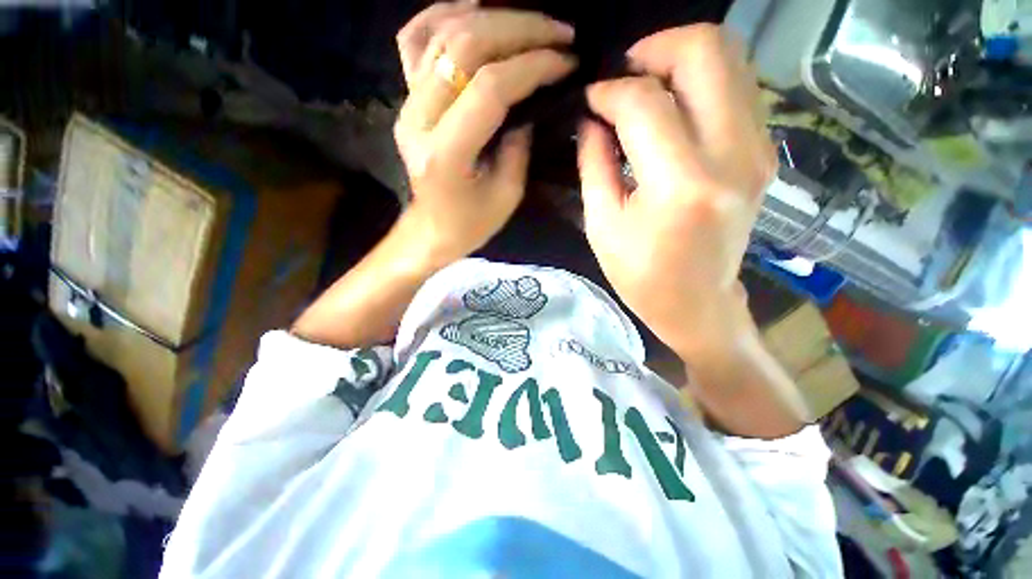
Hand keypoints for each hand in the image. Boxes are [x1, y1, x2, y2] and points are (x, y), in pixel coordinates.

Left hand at [394, 2, 576, 263]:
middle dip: (520, 30)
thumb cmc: (470, 224)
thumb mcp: (506, 194)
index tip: (567, 62)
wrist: (430, 230)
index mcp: (445, 153)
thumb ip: (519, 143)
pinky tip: (477, 11)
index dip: (533, 66)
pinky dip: (444, 14)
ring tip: (532, 22)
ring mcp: (406, 103)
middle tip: (559, 33)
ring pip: (443, 34)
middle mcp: (418, 119)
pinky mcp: (405, 97)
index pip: (490, 88)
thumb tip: (533, 100)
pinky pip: (415, 39)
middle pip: (465, 48)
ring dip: (493, 17)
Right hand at [577, 25, 775, 356]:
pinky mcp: (764, 153)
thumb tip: (592, 116)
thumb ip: (594, 162)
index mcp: (681, 184)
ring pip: (731, 60)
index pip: (645, 102)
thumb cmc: (640, 275)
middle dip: (656, 48)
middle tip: (624, 76)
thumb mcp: (602, 224)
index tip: (591, 100)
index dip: (610, 91)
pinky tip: (673, 110)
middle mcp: (732, 156)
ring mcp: (758, 150)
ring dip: (681, 61)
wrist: (697, 303)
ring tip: (646, 90)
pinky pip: (738, 89)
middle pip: (707, 51)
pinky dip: (702, 83)